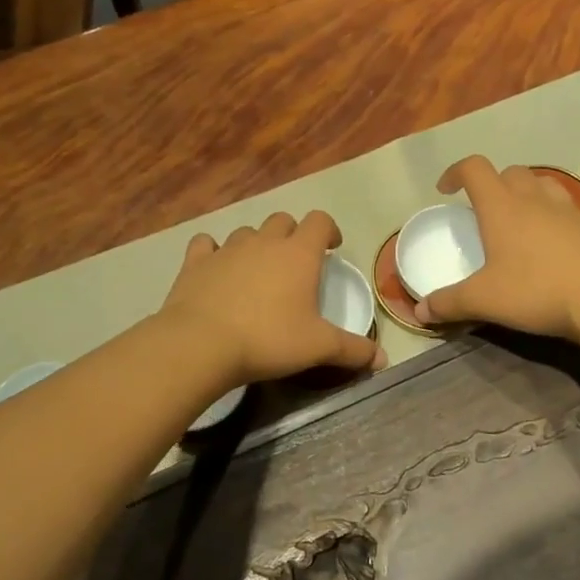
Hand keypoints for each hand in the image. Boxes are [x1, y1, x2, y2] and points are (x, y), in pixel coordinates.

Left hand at [161, 211, 384, 384]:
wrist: (202, 344)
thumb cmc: (268, 340)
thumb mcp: (318, 347)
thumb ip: (353, 350)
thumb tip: (383, 359)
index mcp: (299, 254)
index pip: (320, 221)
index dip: (329, 230)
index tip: (332, 248)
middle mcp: (264, 242)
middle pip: (283, 220)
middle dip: (292, 235)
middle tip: (296, 262)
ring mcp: (227, 248)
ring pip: (246, 232)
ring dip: (256, 244)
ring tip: (257, 270)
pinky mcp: (196, 261)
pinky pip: (206, 243)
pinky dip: (213, 251)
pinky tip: (215, 267)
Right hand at [416, 157, 579, 339]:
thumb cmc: (537, 290)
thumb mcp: (484, 300)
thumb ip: (449, 303)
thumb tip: (419, 311)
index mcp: (501, 206)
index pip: (474, 169)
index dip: (456, 172)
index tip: (445, 191)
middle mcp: (534, 198)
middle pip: (510, 172)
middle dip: (492, 184)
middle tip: (483, 212)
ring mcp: (568, 210)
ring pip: (541, 184)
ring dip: (524, 193)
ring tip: (517, 221)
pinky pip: (565, 208)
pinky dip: (550, 216)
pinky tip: (549, 245)